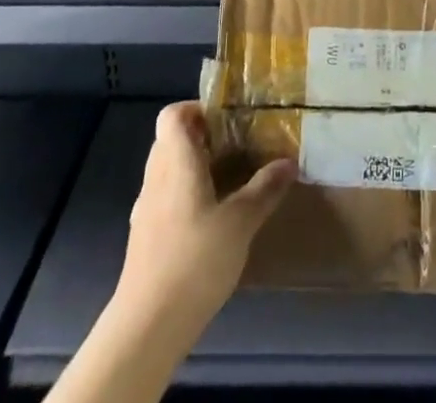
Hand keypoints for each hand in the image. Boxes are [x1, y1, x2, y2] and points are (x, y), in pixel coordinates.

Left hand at [116, 101, 295, 330]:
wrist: (147, 327)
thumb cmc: (194, 260)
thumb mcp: (240, 222)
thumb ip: (265, 189)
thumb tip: (289, 161)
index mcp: (176, 161)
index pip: (173, 114)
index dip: (196, 108)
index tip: (226, 118)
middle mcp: (156, 177)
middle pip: (171, 140)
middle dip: (202, 137)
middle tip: (237, 145)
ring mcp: (146, 209)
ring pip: (168, 170)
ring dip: (194, 167)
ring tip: (229, 179)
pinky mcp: (145, 238)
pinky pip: (165, 198)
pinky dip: (186, 195)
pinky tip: (211, 218)